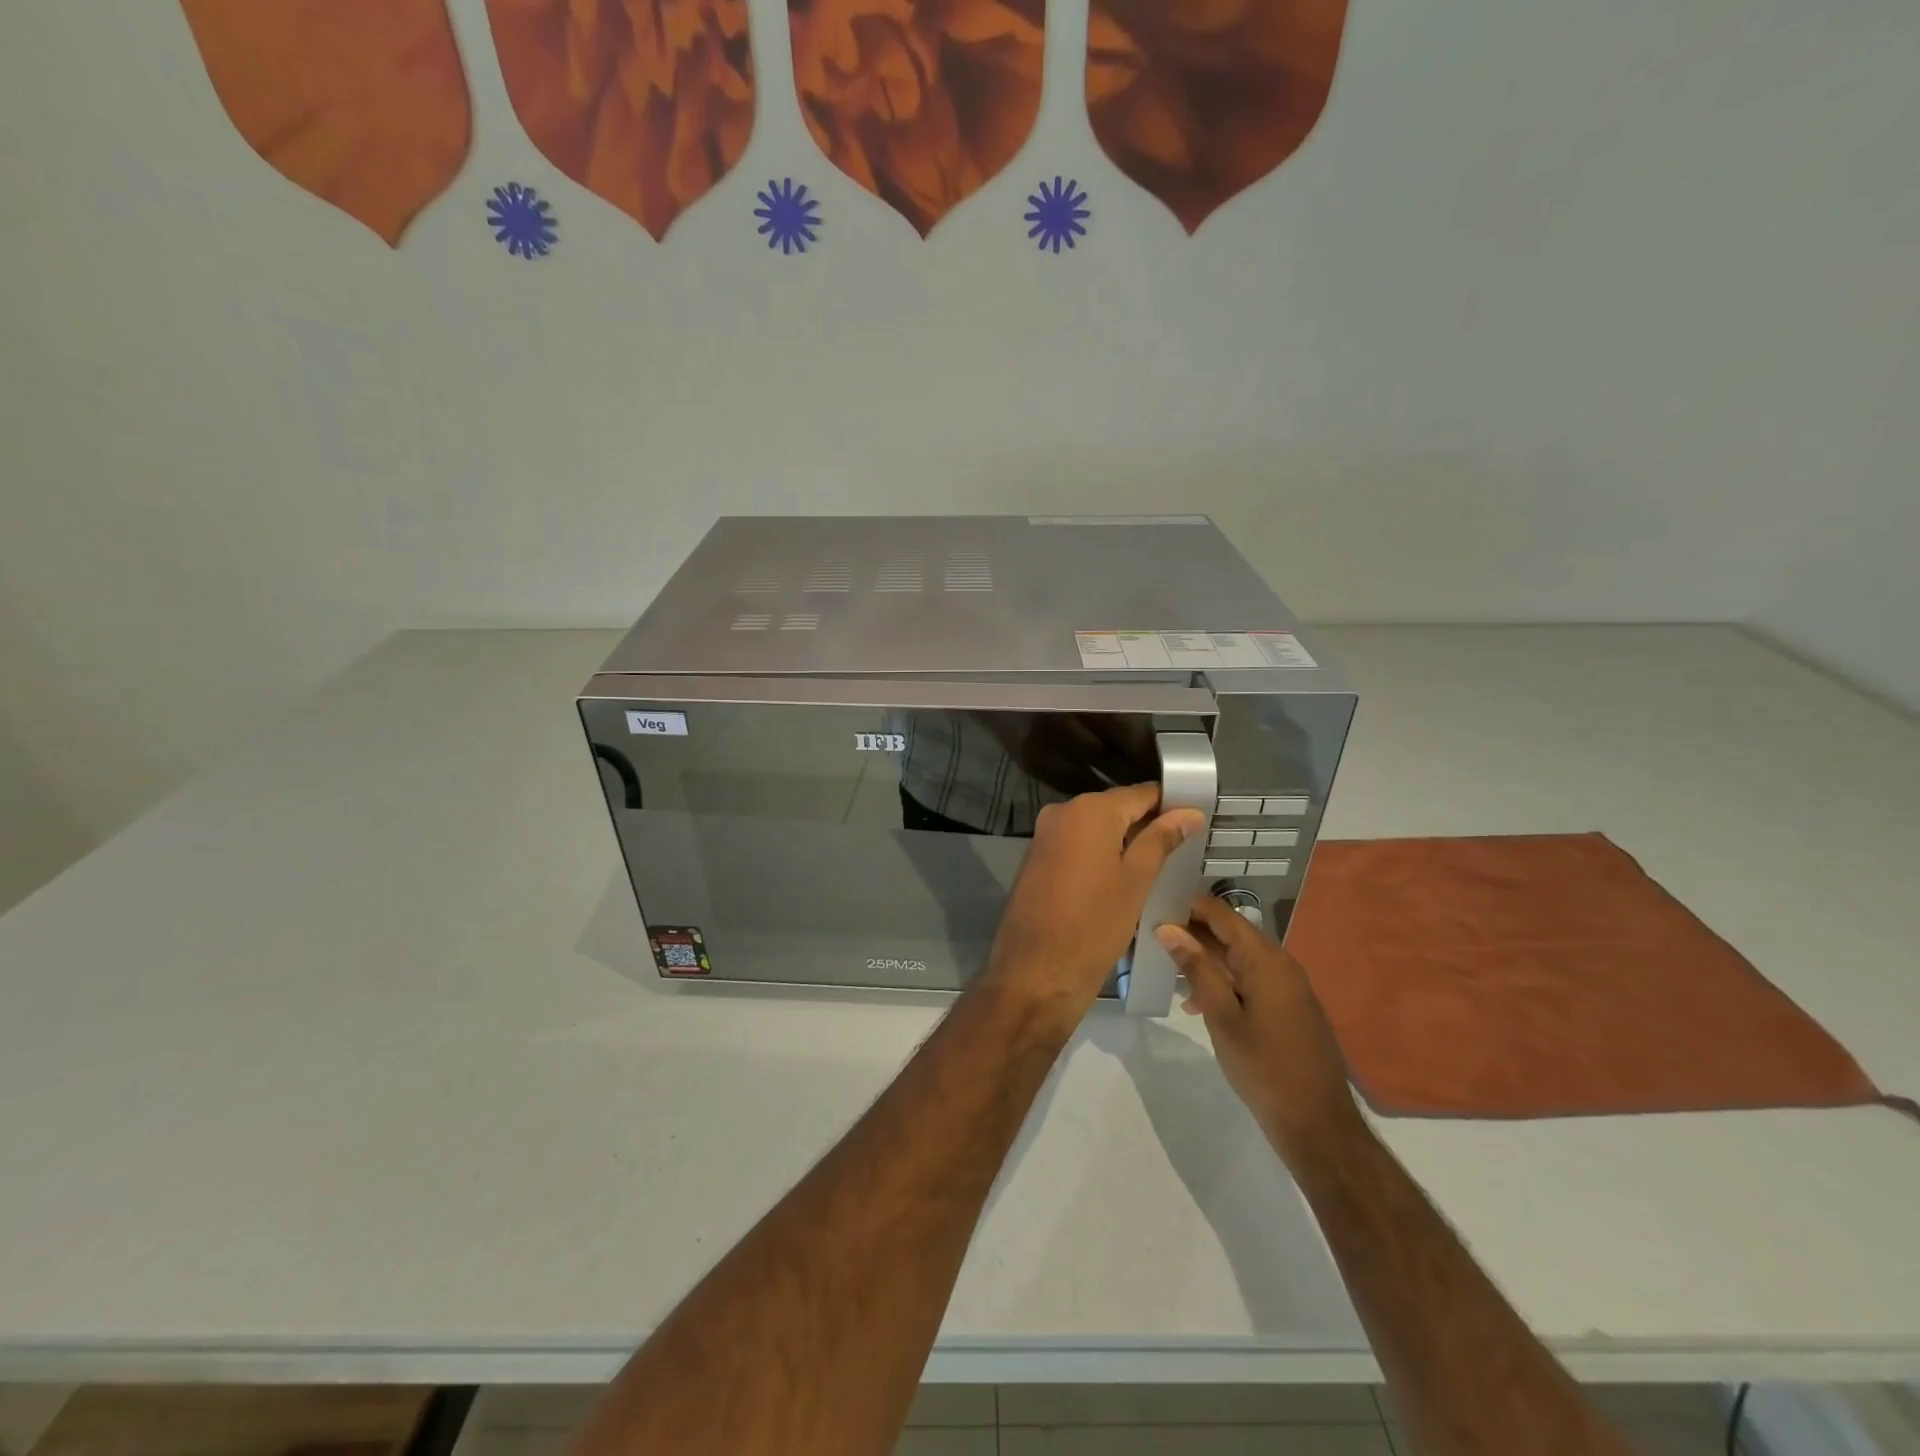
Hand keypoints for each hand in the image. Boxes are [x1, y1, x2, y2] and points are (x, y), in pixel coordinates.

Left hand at [983, 784, 1204, 1024]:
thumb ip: (1161, 840)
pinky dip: (1100, 856)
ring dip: (1124, 843)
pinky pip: (1077, 846)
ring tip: (1160, 865)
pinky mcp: (1037, 859)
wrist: (1035, 973)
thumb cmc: (1094, 925)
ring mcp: (1045, 836)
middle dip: (1147, 825)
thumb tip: (1188, 812)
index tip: (1197, 819)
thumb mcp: (1136, 881)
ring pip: (1096, 829)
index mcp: (1088, 810)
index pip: (1140, 793)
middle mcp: (1061, 812)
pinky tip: (1124, 879)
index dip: (1170, 804)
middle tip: (1184, 847)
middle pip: (1115, 809)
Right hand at [1155, 896, 1362, 1163]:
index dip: (1188, 906)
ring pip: (1237, 959)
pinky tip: (1195, 1002)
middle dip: (1191, 934)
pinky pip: (1248, 980)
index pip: (1221, 914)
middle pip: (1229, 934)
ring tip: (1165, 968)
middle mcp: (1279, 964)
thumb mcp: (1222, 1017)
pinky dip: (1221, 982)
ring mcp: (1286, 987)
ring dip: (1203, 960)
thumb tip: (1168, 928)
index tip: (1154, 905)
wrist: (1318, 1125)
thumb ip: (1196, 968)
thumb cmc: (1264, 1067)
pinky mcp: (1287, 1008)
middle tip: (1151, 936)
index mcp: (1265, 959)